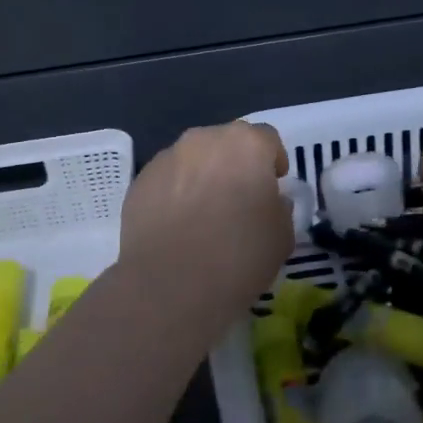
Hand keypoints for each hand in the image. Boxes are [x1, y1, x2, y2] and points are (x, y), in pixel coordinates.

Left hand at [118, 121, 292, 308]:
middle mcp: (204, 139)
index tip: (273, 186)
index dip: (273, 161)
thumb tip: (270, 201)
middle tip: (239, 200)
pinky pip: (167, 180)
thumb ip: (280, 208)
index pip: (267, 139)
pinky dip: (174, 194)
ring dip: (202, 177)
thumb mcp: (282, 236)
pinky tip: (176, 227)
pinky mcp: (140, 180)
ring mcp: (167, 157)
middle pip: (226, 143)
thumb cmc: (238, 255)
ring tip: (203, 215)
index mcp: (246, 144)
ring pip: (193, 159)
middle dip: (235, 164)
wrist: (170, 284)